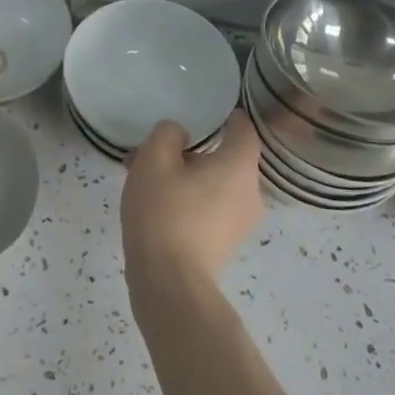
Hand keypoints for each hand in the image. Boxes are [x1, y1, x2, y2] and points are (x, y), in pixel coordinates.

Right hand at [121, 110, 263, 288]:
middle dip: (191, 150)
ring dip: (185, 176)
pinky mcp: (225, 243)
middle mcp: (250, 192)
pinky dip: (188, 199)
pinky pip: (210, 207)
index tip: (203, 111)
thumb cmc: (165, 212)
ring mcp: (240, 222)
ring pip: (214, 184)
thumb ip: (167, 134)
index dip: (226, 115)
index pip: (243, 128)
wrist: (169, 283)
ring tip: (144, 178)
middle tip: (155, 150)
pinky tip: (154, 204)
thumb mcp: (154, 160)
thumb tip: (179, 135)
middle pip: (225, 158)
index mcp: (239, 165)